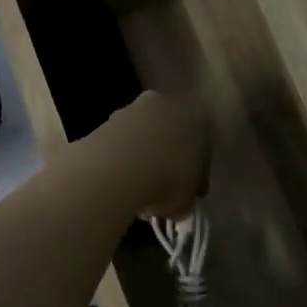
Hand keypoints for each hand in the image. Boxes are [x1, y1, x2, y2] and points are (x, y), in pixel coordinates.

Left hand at [90, 91, 211, 218]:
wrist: (117, 171)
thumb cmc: (167, 183)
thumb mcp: (187, 200)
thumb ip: (187, 196)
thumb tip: (178, 200)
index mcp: (198, 119)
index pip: (202, 149)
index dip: (196, 175)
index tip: (190, 194)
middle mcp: (168, 105)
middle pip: (171, 136)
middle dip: (168, 159)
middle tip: (164, 188)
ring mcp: (133, 109)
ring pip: (143, 137)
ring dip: (142, 157)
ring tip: (137, 188)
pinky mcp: (105, 120)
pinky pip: (119, 143)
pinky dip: (120, 159)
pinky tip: (117, 182)